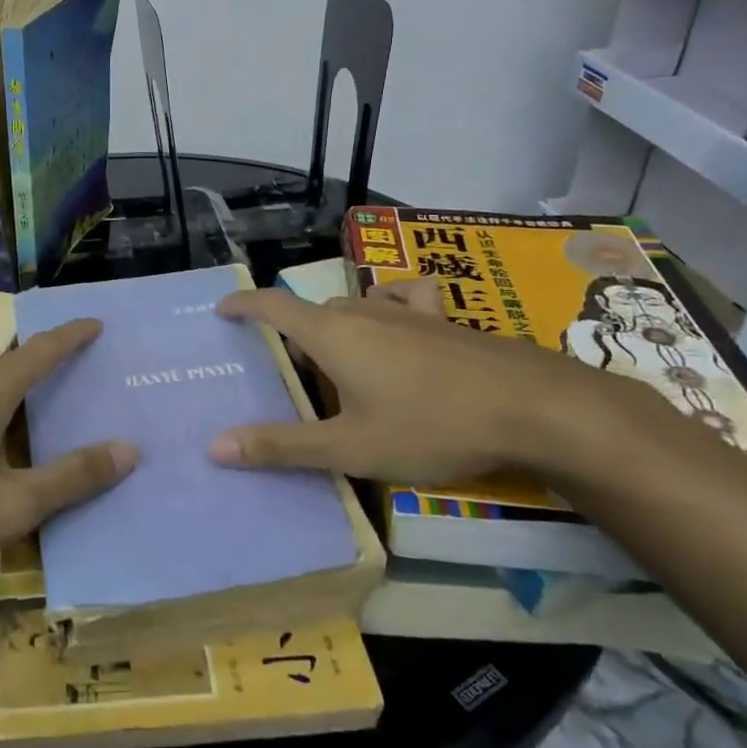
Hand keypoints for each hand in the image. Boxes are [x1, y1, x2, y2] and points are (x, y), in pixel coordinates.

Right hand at [210, 281, 663, 490]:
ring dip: (335, 331)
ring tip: (338, 366)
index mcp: (331, 335)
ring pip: (352, 310)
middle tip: (290, 379)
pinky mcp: (442, 319)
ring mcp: (405, 311)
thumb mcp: (349, 447)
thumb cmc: (430, 425)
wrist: (531, 406)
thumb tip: (215, 446)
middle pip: (312, 316)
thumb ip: (282, 446)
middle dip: (293, 340)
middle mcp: (362, 312)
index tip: (221, 309)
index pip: (272, 306)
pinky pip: (402, 299)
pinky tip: (396, 323)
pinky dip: (387, 306)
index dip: (243, 305)